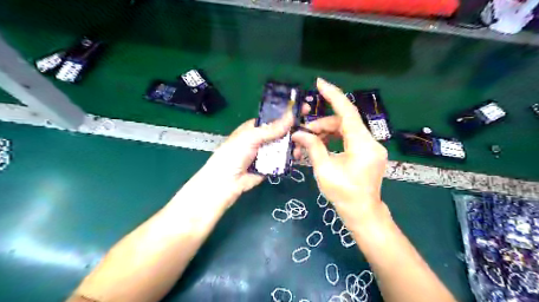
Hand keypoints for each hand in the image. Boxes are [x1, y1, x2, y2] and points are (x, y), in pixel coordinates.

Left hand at [200, 104, 309, 204]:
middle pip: (282, 132)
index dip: (288, 113)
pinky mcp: (271, 165)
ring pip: (285, 146)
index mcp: (255, 127)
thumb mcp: (251, 137)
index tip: (304, 109)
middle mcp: (262, 138)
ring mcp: (267, 152)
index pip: (274, 117)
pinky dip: (290, 158)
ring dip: (294, 145)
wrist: (226, 182)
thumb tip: (291, 116)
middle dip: (294, 130)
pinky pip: (283, 159)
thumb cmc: (234, 154)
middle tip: (309, 129)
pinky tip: (296, 157)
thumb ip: (271, 129)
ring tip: (300, 147)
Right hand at [295, 79, 387, 225]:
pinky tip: (320, 146)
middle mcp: (370, 142)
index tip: (320, 83)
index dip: (333, 96)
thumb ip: (312, 147)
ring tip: (307, 142)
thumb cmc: (343, 193)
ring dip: (326, 133)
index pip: (347, 112)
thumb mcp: (324, 169)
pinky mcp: (367, 152)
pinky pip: (348, 139)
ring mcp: (370, 147)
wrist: (361, 212)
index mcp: (362, 144)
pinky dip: (333, 140)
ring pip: (345, 130)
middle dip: (321, 125)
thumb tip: (298, 134)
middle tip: (302, 134)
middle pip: (344, 122)